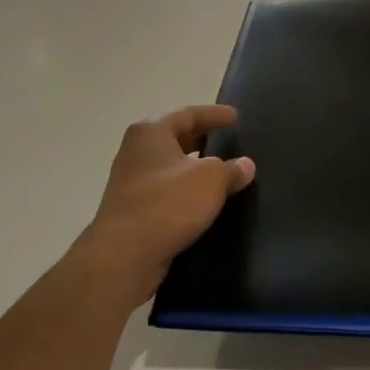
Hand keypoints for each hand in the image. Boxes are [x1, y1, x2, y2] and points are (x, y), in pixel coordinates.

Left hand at [71, 105, 254, 312]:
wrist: (124, 255)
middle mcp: (136, 152)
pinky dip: (185, 190)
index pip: (188, 114)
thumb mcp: (211, 179)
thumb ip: (231, 169)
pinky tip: (203, 202)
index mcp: (151, 133)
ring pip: (170, 166)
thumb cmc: (168, 203)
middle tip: (228, 141)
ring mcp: (131, 182)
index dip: (214, 114)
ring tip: (221, 172)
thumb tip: (245, 165)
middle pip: (175, 138)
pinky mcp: (132, 210)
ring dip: (194, 167)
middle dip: (202, 138)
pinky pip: (165, 191)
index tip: (235, 117)